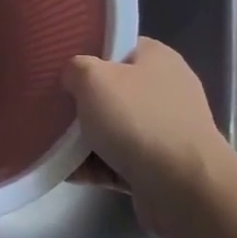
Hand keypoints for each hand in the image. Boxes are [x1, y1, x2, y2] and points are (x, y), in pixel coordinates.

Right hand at [64, 39, 236, 232]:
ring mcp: (166, 132)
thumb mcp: (92, 77)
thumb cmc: (138, 120)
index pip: (117, 46)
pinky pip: (118, 161)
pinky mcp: (160, 169)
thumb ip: (75, 68)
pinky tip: (66, 171)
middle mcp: (165, 91)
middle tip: (51, 106)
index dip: (88, 54)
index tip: (61, 67)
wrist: (185, 190)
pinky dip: (95, 166)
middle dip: (81, 102)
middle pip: (112, 90)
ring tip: (51, 143)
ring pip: (112, 129)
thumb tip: (73, 78)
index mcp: (157, 59)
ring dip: (83, 139)